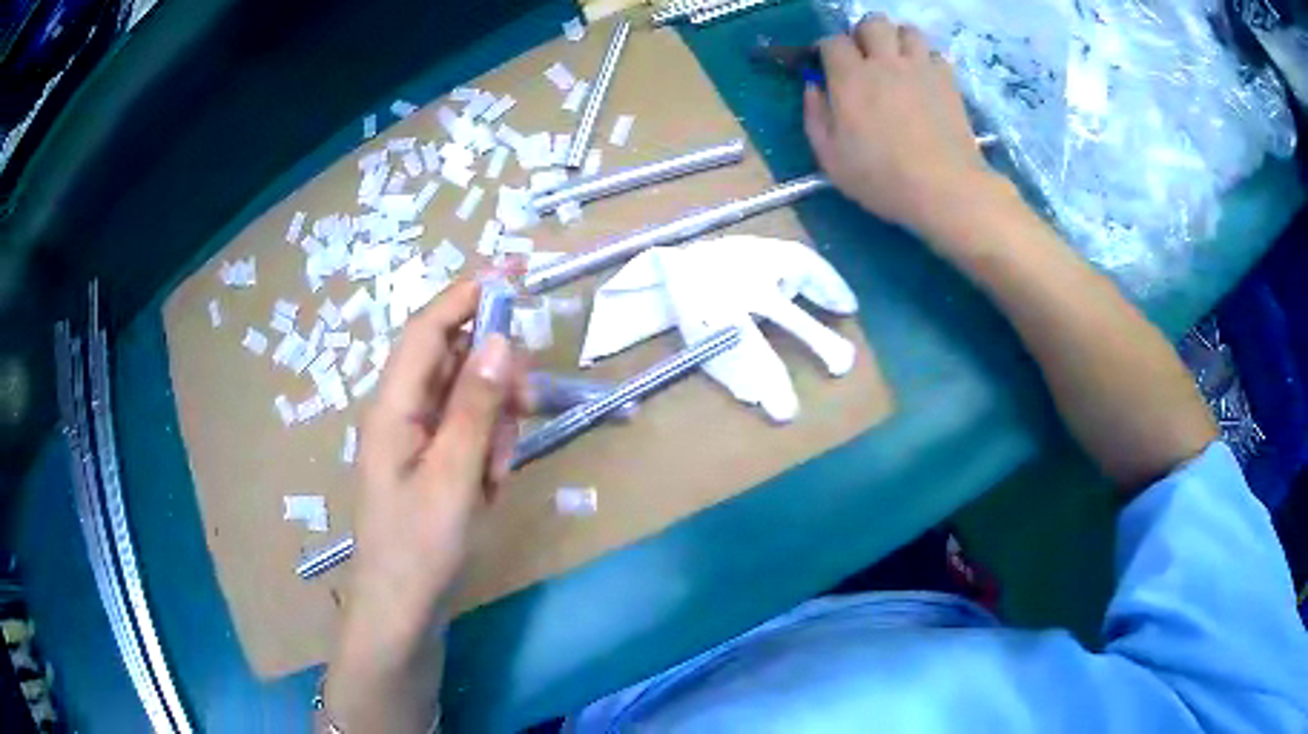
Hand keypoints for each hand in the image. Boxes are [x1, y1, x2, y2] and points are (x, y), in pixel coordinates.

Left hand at [325, 279, 527, 731]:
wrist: (403, 611)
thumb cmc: (420, 547)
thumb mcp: (453, 477)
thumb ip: (476, 406)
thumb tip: (501, 339)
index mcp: (394, 406)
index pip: (429, 328)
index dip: (468, 294)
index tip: (516, 272)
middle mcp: (402, 411)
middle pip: (454, 360)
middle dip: (495, 376)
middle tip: (528, 405)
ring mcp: (417, 438)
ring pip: (469, 398)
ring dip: (495, 423)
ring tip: (496, 472)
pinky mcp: (432, 461)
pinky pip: (468, 433)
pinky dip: (488, 449)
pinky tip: (489, 485)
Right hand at [804, 16, 999, 238]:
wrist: (944, 189)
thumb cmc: (882, 178)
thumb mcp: (830, 157)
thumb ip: (815, 116)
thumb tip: (813, 87)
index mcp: (850, 77)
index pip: (832, 41)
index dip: (826, 49)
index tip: (826, 65)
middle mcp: (885, 62)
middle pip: (872, 23)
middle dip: (864, 35)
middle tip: (866, 59)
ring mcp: (920, 68)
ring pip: (908, 30)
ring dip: (898, 41)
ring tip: (898, 63)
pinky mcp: (948, 82)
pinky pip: (936, 54)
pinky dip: (928, 61)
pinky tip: (925, 81)